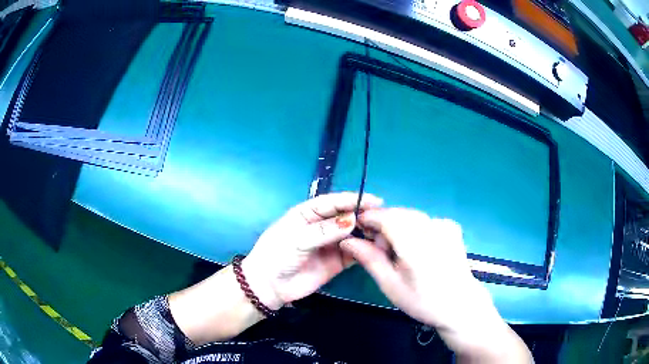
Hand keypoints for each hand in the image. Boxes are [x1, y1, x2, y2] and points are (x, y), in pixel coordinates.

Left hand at [242, 192, 382, 309]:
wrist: (270, 286)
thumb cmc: (277, 255)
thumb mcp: (297, 239)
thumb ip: (324, 231)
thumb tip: (352, 220)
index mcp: (308, 213)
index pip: (333, 202)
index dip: (353, 199)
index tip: (374, 200)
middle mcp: (322, 226)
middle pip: (346, 216)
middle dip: (363, 215)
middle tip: (383, 218)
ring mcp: (331, 244)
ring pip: (353, 234)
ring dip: (367, 232)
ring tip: (383, 232)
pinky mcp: (337, 261)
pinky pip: (354, 252)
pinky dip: (365, 249)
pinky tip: (377, 248)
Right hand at [341, 208, 532, 361]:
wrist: (459, 305)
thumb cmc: (422, 301)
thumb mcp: (390, 285)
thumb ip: (369, 259)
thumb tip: (346, 240)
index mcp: (416, 245)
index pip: (386, 217)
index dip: (369, 219)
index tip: (358, 230)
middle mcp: (433, 228)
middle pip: (398, 214)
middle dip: (383, 226)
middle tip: (380, 251)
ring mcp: (445, 225)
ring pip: (409, 215)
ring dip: (397, 227)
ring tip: (399, 253)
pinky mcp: (451, 226)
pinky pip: (423, 219)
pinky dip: (413, 228)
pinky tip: (416, 248)